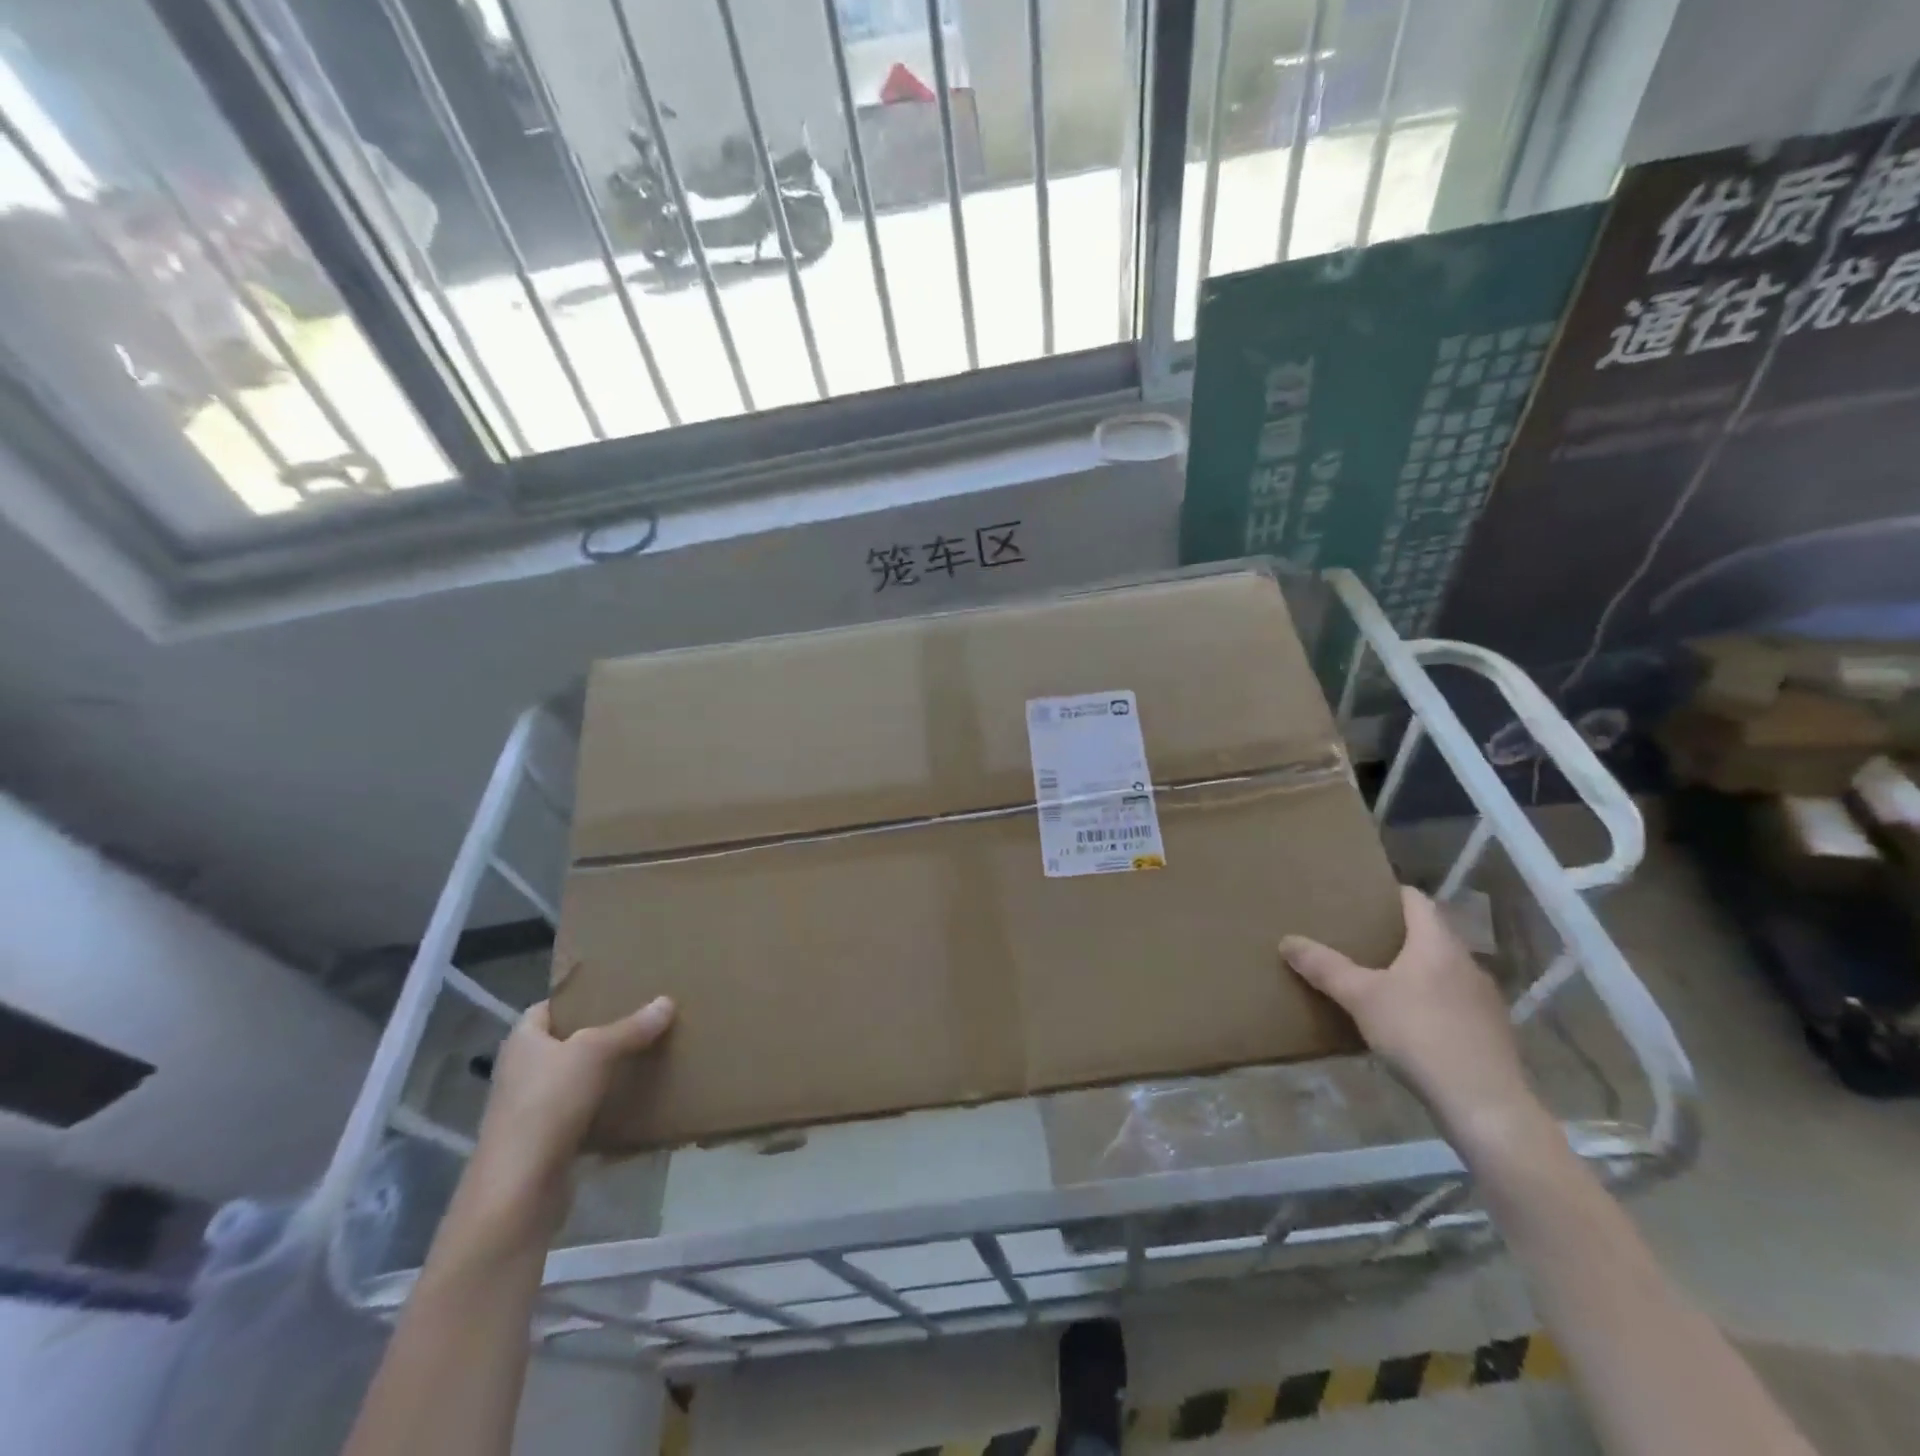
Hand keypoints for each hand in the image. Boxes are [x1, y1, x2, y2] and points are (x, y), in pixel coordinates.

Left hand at [458, 997, 674, 1244]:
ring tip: (644, 1054)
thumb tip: (667, 1001)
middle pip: (563, 1042)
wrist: (519, 1190)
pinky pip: (580, 1113)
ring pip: (573, 1079)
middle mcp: (521, 1071)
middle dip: (598, 1033)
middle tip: (640, 1019)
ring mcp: (530, 1109)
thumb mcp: (595, 1053)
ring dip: (603, 1071)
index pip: (547, 1008)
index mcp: (522, 1041)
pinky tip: (633, 1100)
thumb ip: (631, 1027)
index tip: (614, 991)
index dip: (577, 998)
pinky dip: (604, 1106)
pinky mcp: (545, 1142)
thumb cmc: (548, 1104)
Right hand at [1281, 887, 1545, 1153]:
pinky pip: (1454, 1000)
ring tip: (1380, 978)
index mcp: (1437, 944)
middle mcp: (1466, 963)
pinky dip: (1430, 999)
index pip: (1416, 900)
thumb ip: (1324, 967)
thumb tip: (1287, 941)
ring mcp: (1484, 999)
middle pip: (1430, 934)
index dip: (1389, 894)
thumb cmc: (1420, 1034)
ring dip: (1415, 968)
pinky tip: (1409, 1021)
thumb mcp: (1361, 998)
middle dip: (1397, 934)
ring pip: (1443, 969)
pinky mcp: (1490, 1032)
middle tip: (1359, 938)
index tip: (1361, 897)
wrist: (1485, 1105)